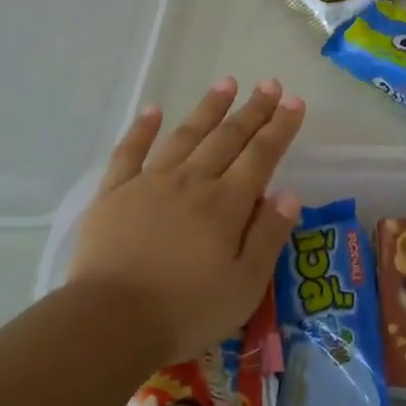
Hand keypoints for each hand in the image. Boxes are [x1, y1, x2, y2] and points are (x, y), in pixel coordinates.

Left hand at [69, 78, 305, 367]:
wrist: (110, 322)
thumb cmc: (186, 312)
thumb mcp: (245, 286)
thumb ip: (268, 236)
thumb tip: (289, 194)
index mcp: (226, 204)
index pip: (261, 156)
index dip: (280, 127)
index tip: (294, 102)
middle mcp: (192, 182)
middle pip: (227, 138)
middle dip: (252, 110)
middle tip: (269, 84)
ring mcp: (150, 183)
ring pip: (185, 135)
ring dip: (208, 108)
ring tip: (225, 83)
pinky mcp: (114, 194)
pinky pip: (130, 152)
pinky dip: (142, 129)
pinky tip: (153, 110)